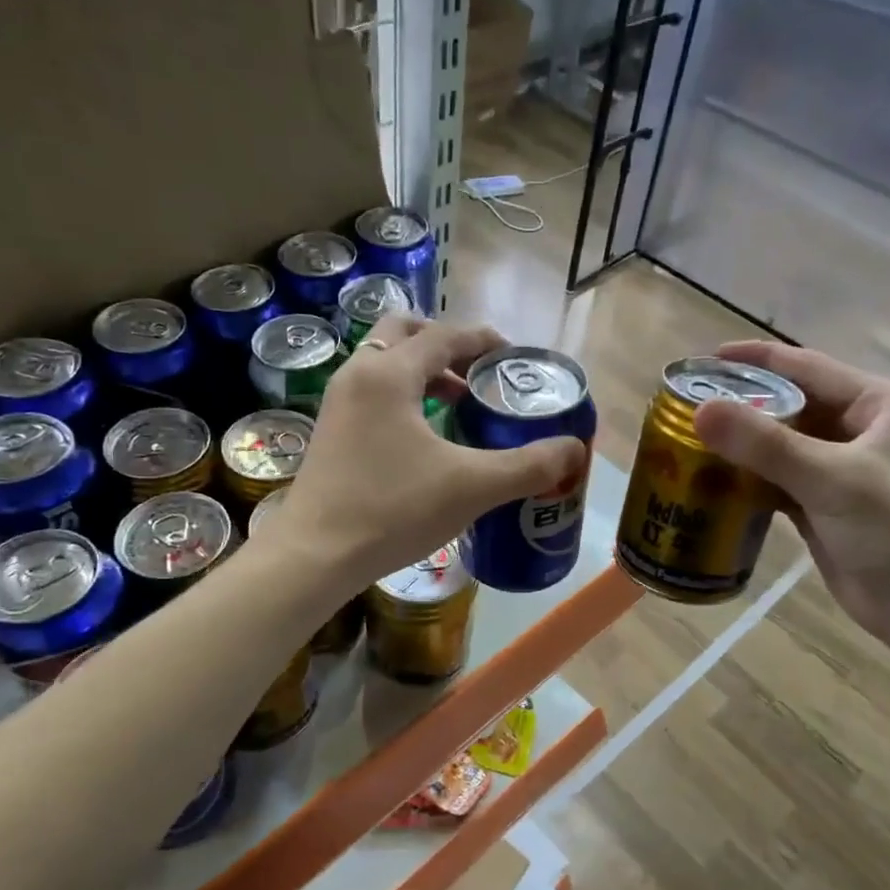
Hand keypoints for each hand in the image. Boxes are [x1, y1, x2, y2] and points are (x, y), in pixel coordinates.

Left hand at [273, 316, 585, 587]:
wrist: (315, 555)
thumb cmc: (393, 510)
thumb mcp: (472, 487)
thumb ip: (528, 466)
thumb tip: (574, 450)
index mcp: (389, 373)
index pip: (444, 336)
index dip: (484, 341)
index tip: (512, 356)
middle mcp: (358, 375)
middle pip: (404, 333)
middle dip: (445, 346)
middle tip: (477, 374)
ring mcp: (337, 403)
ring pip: (384, 364)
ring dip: (423, 372)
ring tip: (458, 404)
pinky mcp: (329, 432)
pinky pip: (372, 394)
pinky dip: (402, 397)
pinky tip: (424, 439)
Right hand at [691, 341, 889, 643]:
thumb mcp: (831, 479)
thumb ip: (765, 444)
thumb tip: (701, 410)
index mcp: (882, 405)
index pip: (810, 368)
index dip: (758, 361)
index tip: (708, 358)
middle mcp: (866, 430)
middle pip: (795, 406)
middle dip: (746, 406)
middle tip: (693, 404)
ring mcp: (847, 471)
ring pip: (786, 446)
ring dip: (746, 446)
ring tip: (694, 439)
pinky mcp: (830, 506)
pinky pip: (784, 481)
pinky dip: (754, 480)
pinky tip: (717, 481)